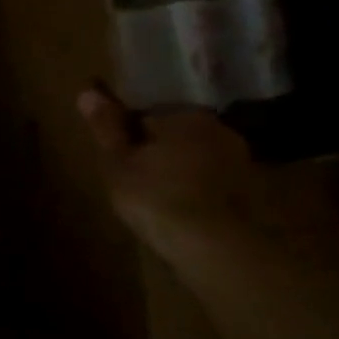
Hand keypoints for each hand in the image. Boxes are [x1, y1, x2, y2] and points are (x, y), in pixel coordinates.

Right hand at [76, 87, 338, 270]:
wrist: (217, 247)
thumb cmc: (157, 198)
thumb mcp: (118, 163)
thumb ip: (106, 127)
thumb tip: (87, 91)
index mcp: (184, 115)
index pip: (148, 111)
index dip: (128, 131)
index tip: (117, 152)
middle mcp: (218, 129)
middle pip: (176, 131)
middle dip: (157, 146)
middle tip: (134, 172)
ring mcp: (239, 160)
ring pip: (197, 155)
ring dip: (180, 167)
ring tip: (157, 192)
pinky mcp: (251, 190)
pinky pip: (213, 179)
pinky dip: (198, 187)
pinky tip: (183, 206)